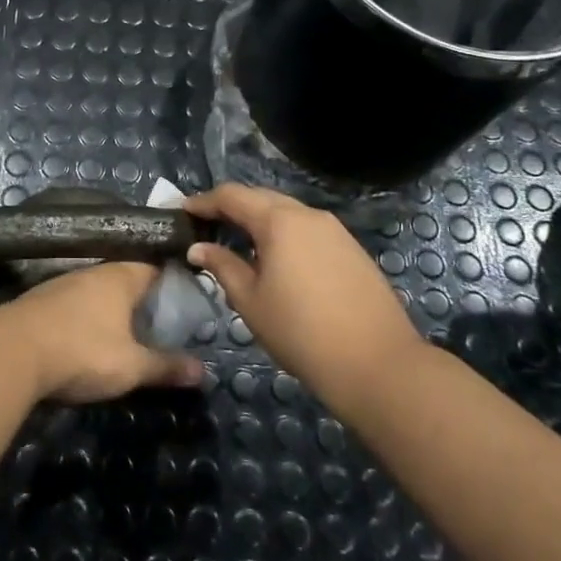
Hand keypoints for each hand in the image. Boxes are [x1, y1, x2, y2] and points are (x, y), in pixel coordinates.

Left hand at [0, 262, 207, 404]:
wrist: (10, 352)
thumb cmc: (81, 352)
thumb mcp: (131, 366)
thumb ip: (166, 366)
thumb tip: (205, 371)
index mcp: (120, 276)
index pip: (154, 268)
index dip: (171, 283)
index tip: (186, 302)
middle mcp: (92, 271)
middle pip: (125, 278)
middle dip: (141, 298)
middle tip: (160, 323)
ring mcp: (62, 283)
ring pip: (97, 290)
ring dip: (111, 308)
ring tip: (127, 332)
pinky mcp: (40, 301)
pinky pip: (74, 303)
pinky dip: (86, 317)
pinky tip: (88, 337)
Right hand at [185, 184, 427, 409]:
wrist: (378, 364)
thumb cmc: (301, 332)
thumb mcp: (250, 301)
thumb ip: (222, 267)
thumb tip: (198, 248)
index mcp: (279, 221)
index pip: (232, 196)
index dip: (203, 201)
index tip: (182, 211)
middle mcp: (308, 215)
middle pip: (261, 198)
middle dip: (231, 208)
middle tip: (206, 226)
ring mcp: (335, 231)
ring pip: (287, 214)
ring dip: (259, 222)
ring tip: (238, 244)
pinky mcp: (352, 250)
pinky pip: (308, 231)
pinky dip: (284, 236)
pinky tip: (276, 261)